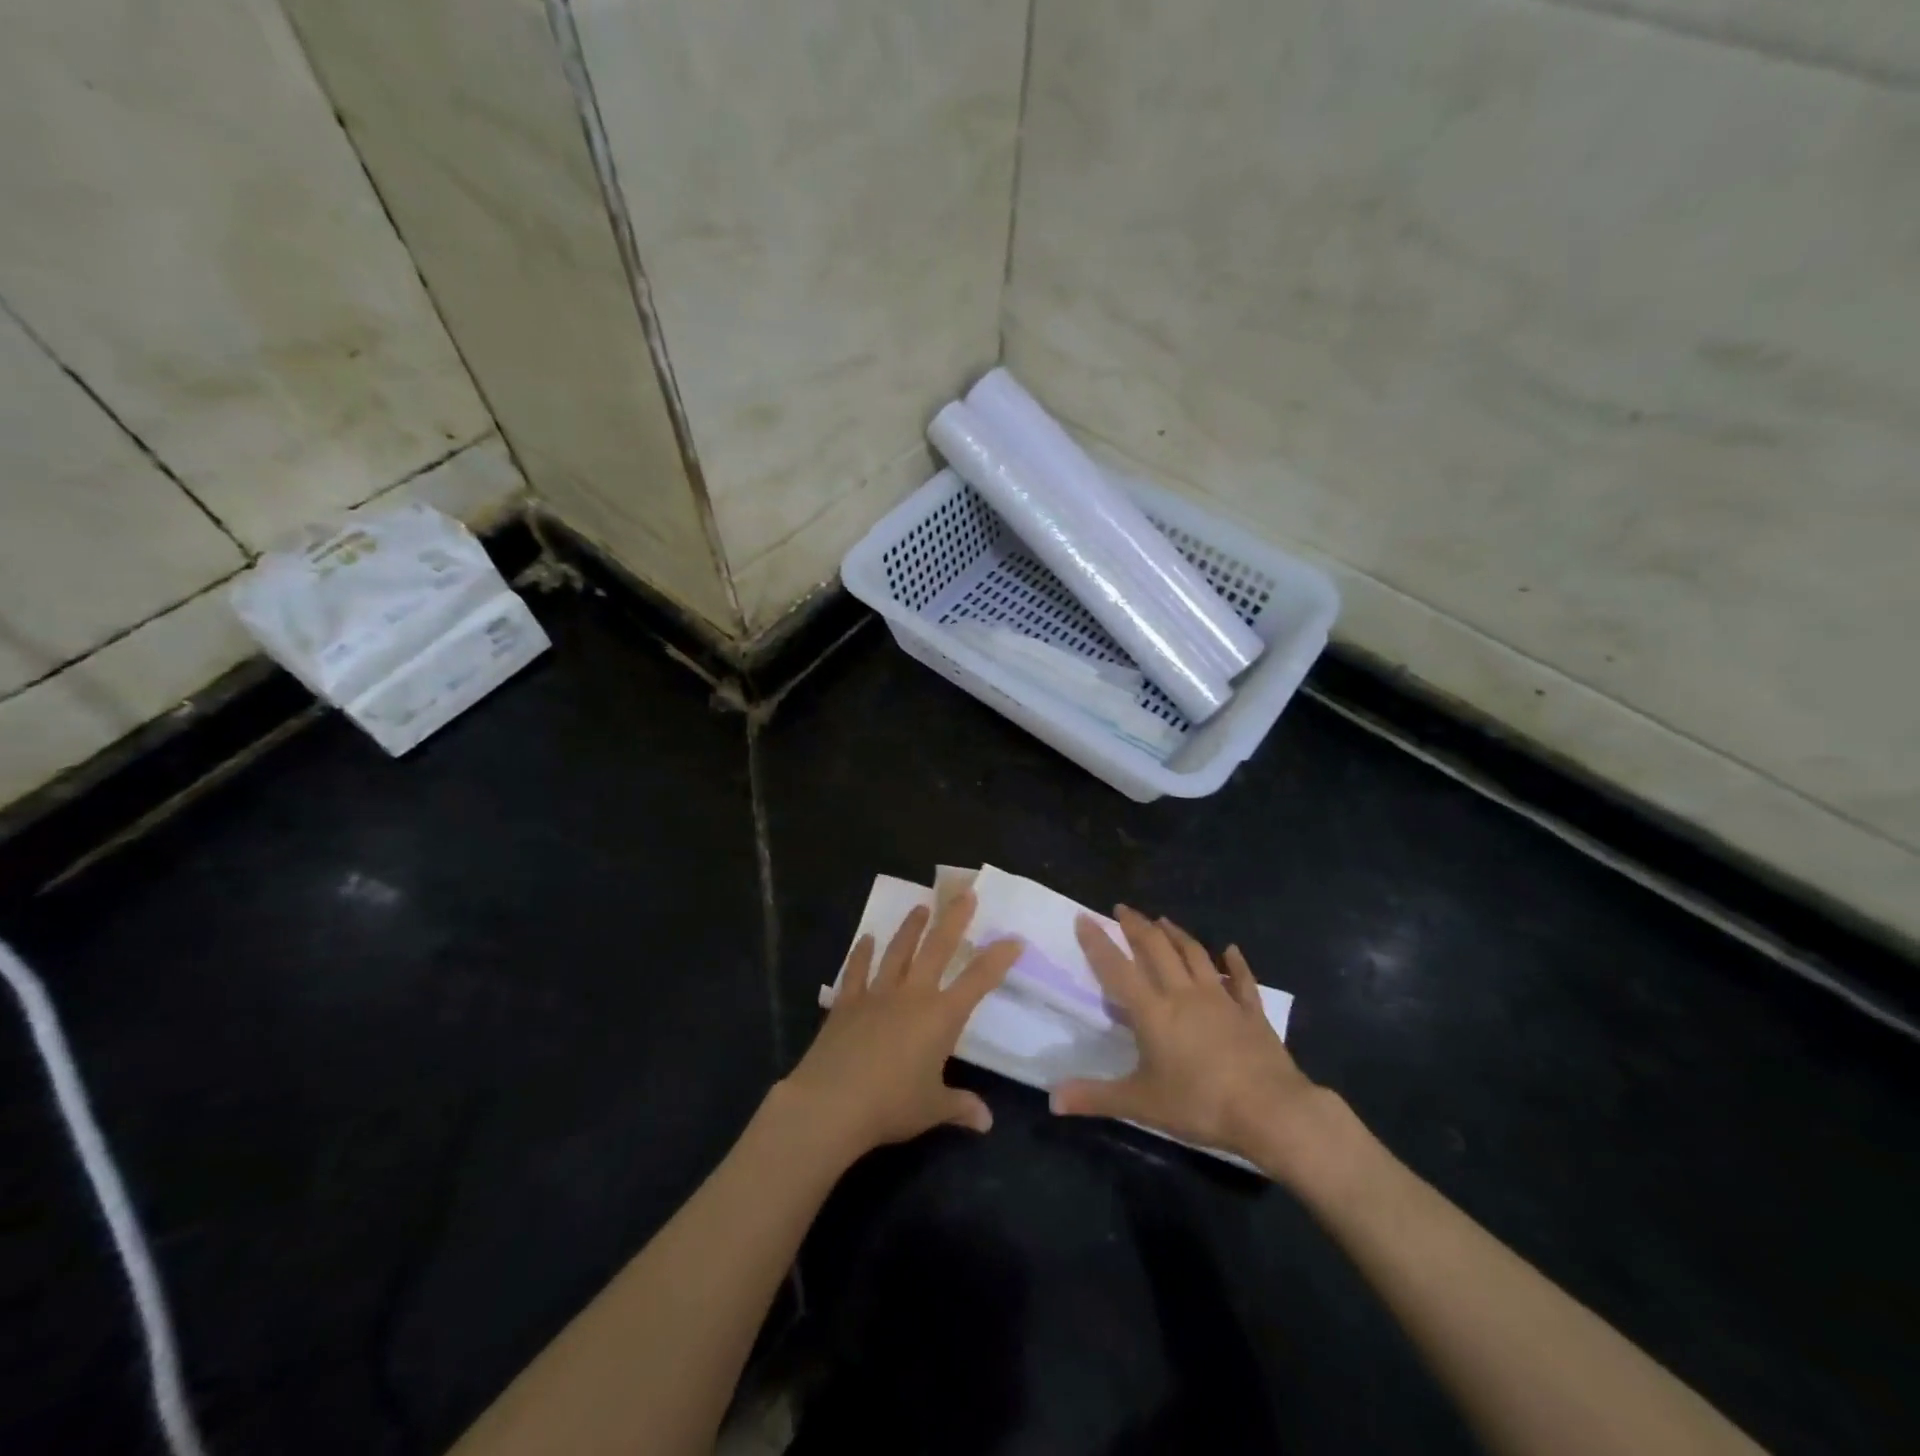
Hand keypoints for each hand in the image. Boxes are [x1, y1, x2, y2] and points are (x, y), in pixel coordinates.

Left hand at [780, 890, 1019, 1162]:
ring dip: (910, 928)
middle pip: (937, 948)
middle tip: (965, 893)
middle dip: (954, 919)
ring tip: (921, 906)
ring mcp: (877, 994)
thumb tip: (986, 1122)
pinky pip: (856, 971)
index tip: (1014, 938)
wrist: (831, 1103)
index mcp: (940, 1017)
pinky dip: (861, 953)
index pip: (978, 980)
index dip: (998, 958)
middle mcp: (912, 995)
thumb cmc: (890, 1105)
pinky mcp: (847, 1003)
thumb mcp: (932, 1109)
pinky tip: (865, 938)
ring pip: (898, 951)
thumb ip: (960, 1107)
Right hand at [1051, 906, 1333, 1180]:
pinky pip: (1241, 980)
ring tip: (1163, 920)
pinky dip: (1235, 963)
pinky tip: (1231, 950)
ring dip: (1177, 934)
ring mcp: (1220, 999)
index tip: (1084, 918)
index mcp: (1153, 1011)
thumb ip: (1095, 1097)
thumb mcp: (1141, 1104)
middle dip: (1138, 926)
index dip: (1098, 942)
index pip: (1118, 968)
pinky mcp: (1251, 1012)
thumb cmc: (1199, 1103)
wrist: (1270, 1110)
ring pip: (1195, 955)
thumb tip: (1051, 1099)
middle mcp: (1184, 994)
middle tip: (1123, 909)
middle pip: (1157, 949)